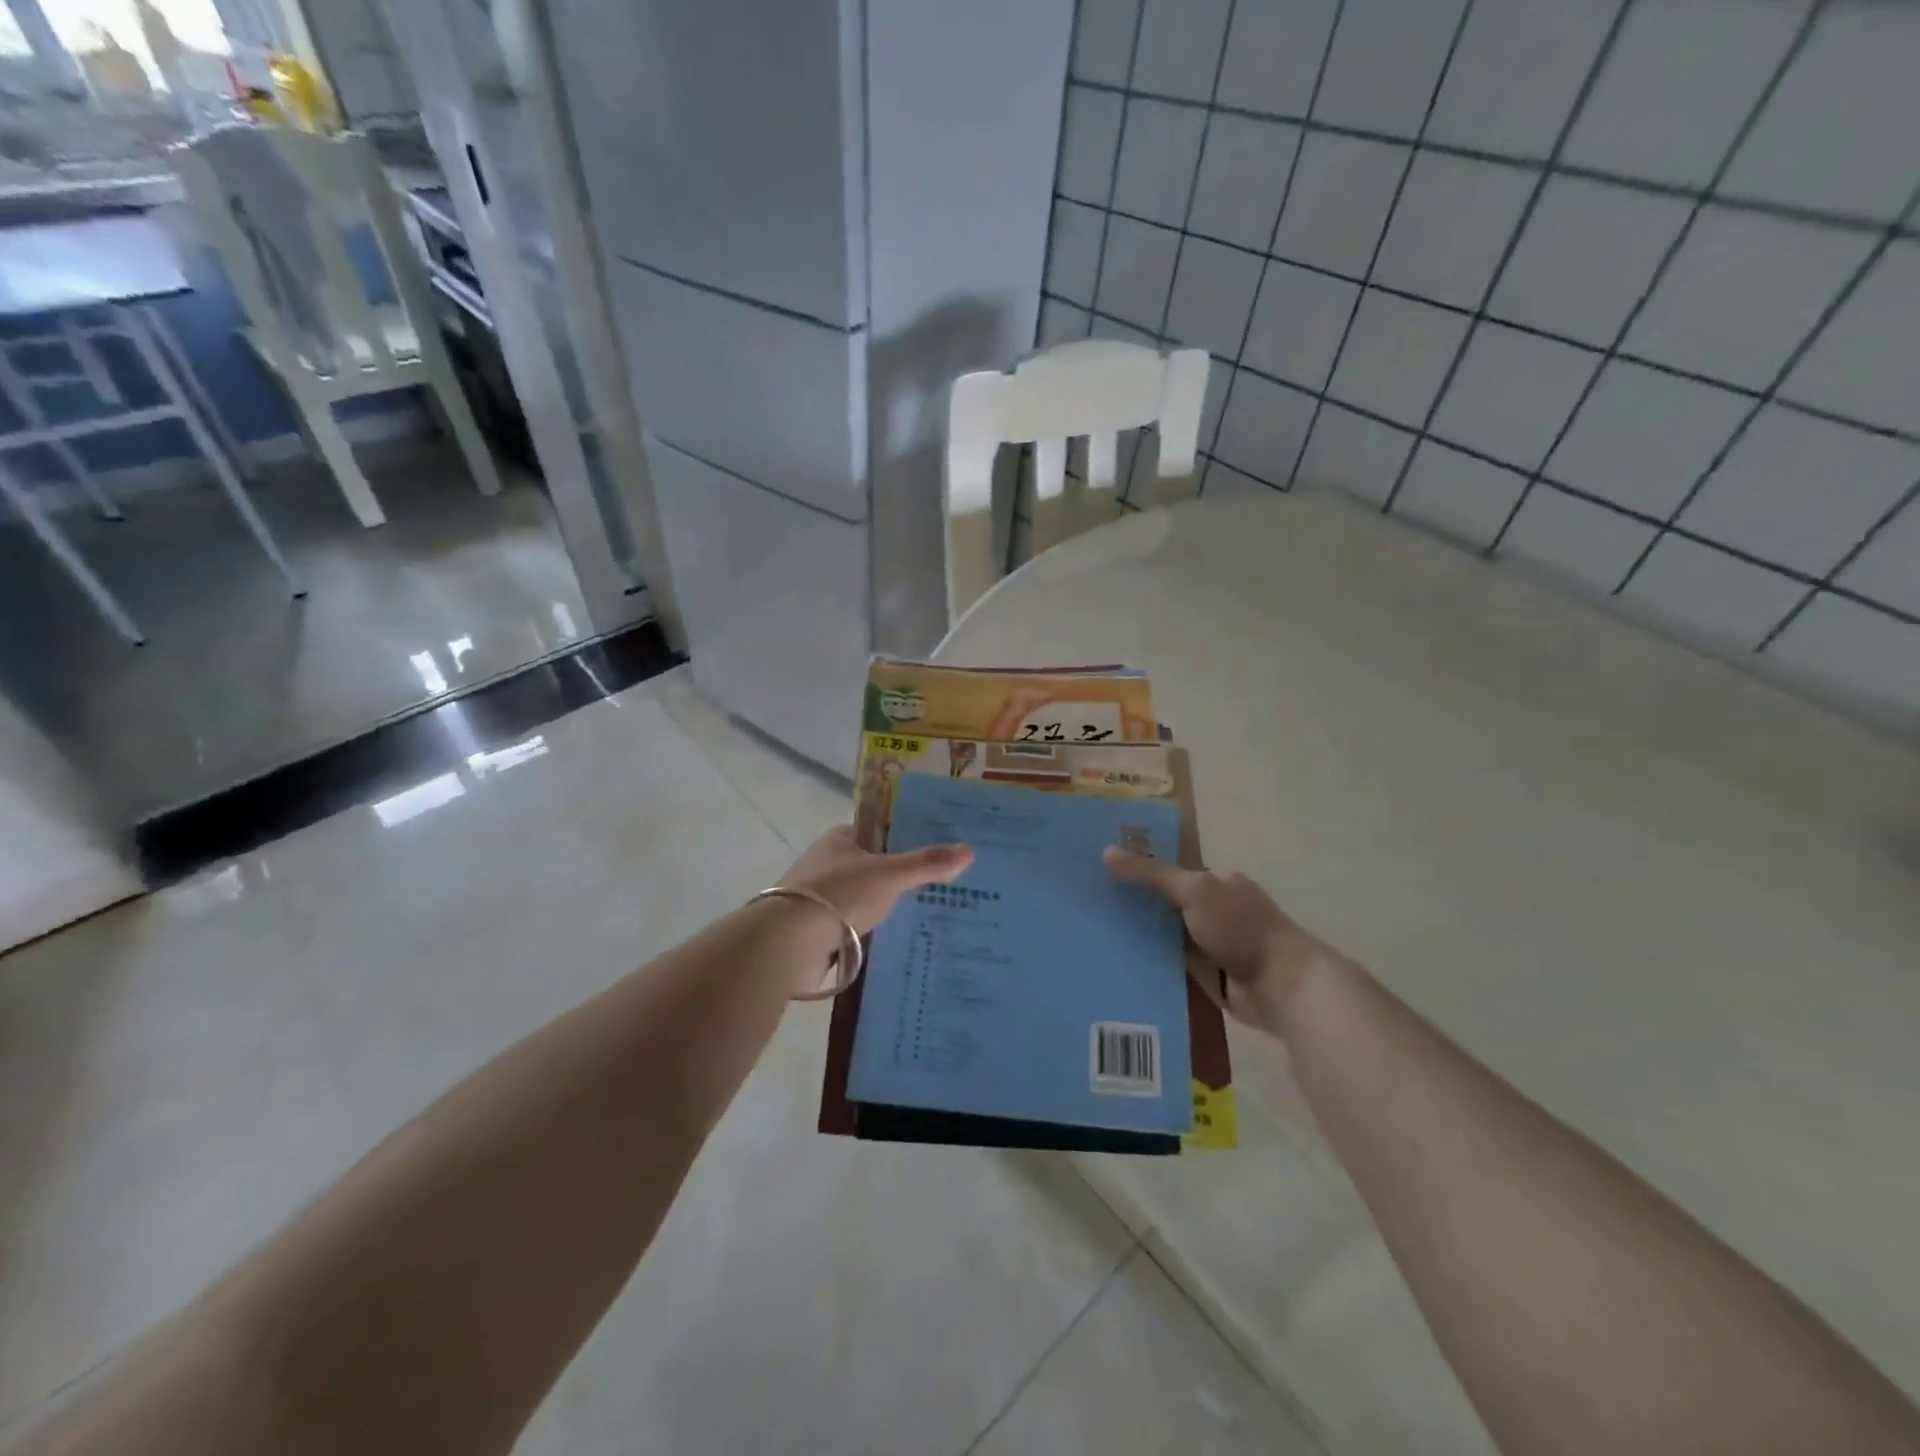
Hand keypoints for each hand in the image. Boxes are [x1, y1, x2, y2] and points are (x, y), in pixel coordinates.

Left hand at [781, 825, 973, 936]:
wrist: (789, 943)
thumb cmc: (840, 895)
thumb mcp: (891, 875)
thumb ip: (927, 864)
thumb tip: (970, 850)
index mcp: (841, 839)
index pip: (878, 831)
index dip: (904, 838)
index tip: (935, 851)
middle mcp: (828, 863)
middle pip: (872, 866)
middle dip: (900, 876)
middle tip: (941, 886)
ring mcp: (819, 898)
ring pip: (863, 898)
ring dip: (886, 907)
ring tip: (927, 916)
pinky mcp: (816, 929)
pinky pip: (853, 925)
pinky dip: (872, 932)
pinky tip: (898, 941)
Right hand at [1104, 850, 1326, 1038]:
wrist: (1281, 985)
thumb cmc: (1241, 927)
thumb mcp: (1193, 890)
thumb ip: (1151, 873)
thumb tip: (1106, 851)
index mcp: (1218, 883)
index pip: (1172, 872)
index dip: (1140, 871)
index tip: (1102, 875)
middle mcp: (1216, 912)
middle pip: (1166, 906)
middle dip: (1136, 908)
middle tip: (1091, 909)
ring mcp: (1213, 946)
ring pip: (1167, 938)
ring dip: (1142, 941)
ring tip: (1096, 939)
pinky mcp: (1210, 977)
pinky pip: (1174, 967)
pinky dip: (1154, 966)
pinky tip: (1121, 966)